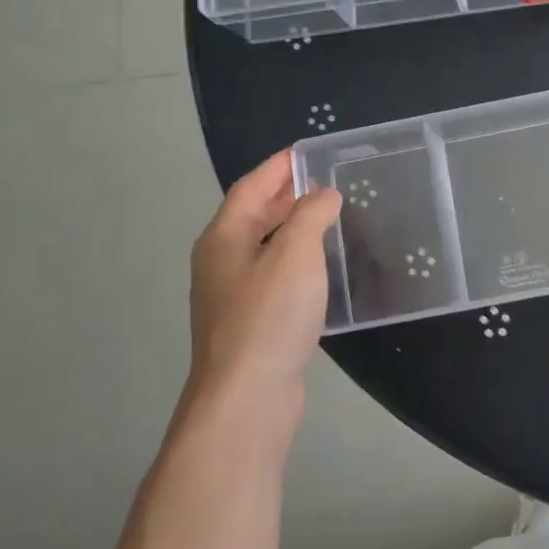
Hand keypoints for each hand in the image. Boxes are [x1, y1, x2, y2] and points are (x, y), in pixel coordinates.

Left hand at [184, 149, 342, 440]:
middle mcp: (220, 262)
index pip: (250, 188)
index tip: (306, 152)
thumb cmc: (269, 316)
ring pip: (263, 248)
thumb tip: (323, 196)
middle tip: (323, 182)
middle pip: (252, 216)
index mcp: (223, 238)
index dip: (278, 167)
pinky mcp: (249, 323)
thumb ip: (311, 216)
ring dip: (291, 229)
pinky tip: (320, 269)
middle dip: (284, 195)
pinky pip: (272, 276)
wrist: (247, 397)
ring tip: (327, 218)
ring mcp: (232, 296)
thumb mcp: (296, 254)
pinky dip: (295, 261)